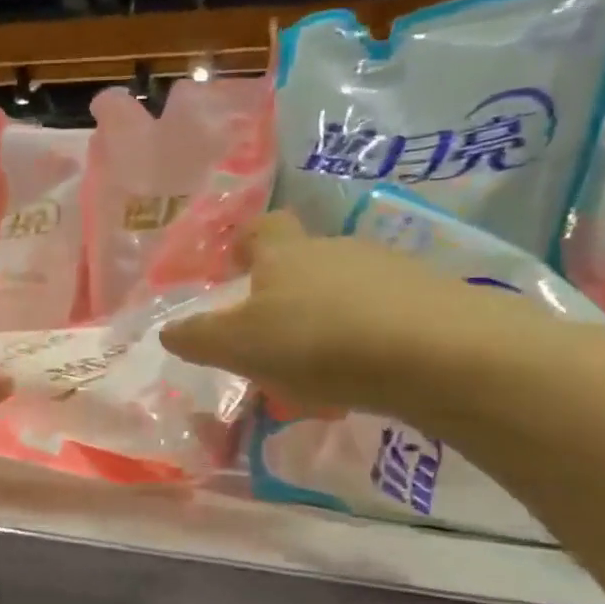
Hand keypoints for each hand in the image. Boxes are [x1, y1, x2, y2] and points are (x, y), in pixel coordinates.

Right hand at [159, 213, 558, 415]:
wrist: (437, 353)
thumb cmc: (318, 341)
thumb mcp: (239, 346)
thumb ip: (199, 338)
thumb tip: (167, 331)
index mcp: (286, 254)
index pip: (262, 228)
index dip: (245, 243)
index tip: (235, 266)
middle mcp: (337, 250)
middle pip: (304, 262)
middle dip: (285, 294)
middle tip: (272, 339)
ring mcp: (389, 270)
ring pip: (345, 290)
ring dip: (327, 319)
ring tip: (319, 369)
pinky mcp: (431, 298)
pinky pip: (383, 314)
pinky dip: (367, 338)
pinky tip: (364, 376)